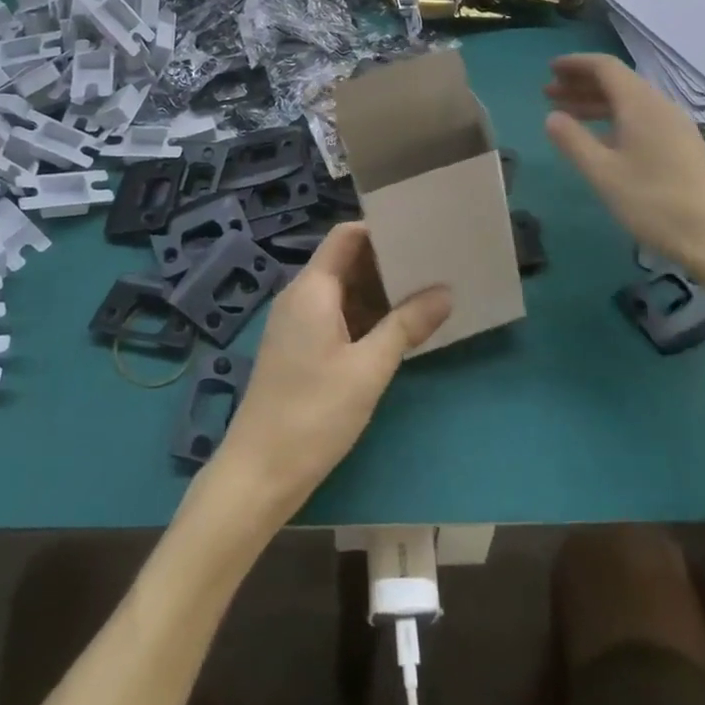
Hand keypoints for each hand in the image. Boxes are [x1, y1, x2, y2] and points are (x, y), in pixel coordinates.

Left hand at [212, 223, 449, 524]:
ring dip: (378, 293)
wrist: (259, 473)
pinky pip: (334, 315)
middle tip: (433, 266)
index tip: (420, 235)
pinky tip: (395, 331)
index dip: (381, 231)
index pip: (347, 235)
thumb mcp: (369, 369)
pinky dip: (363, 316)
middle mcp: (300, 295)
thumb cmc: (314, 414)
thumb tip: (445, 292)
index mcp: (312, 287)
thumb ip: (407, 325)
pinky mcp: (297, 347)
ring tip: (424, 294)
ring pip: (341, 291)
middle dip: (387, 263)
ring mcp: (296, 322)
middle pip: (346, 261)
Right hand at [544, 54, 704, 278]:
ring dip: (595, 102)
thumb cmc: (653, 201)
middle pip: (617, 82)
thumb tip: (552, 117)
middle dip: (581, 83)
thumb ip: (573, 141)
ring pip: (628, 101)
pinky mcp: (680, 145)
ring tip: (565, 114)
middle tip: (549, 93)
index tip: (550, 70)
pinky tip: (598, 139)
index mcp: (640, 104)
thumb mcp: (603, 172)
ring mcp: (673, 126)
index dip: (575, 64)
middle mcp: (659, 106)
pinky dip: (613, 119)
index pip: (605, 67)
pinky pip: (640, 118)